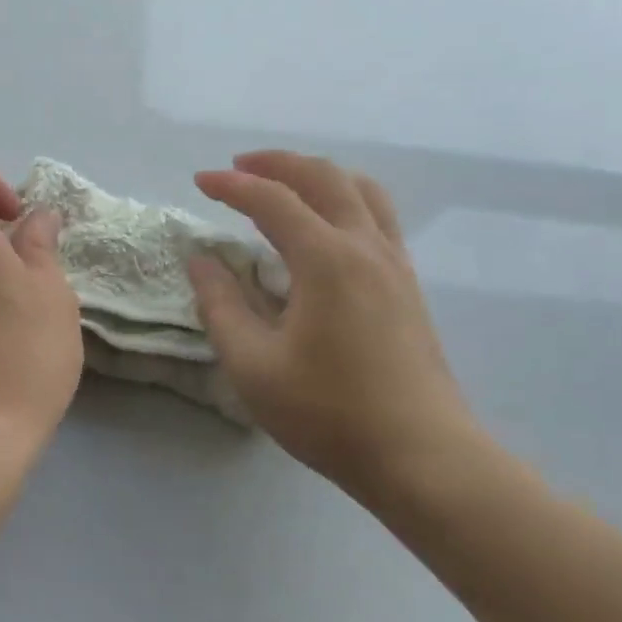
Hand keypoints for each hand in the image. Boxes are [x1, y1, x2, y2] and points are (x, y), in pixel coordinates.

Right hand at [187, 151, 479, 505]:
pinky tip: (325, 225)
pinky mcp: (408, 284)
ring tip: (284, 183)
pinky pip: (377, 215)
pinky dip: (344, 198)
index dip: (232, 185)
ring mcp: (395, 263)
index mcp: (326, 259)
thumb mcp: (253, 365)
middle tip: (238, 168)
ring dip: (316, 174)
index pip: (272, 200)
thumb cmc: (329, 413)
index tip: (199, 182)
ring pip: (360, 189)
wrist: (422, 457)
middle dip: (276, 163)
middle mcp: (365, 246)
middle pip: (323, 177)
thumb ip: (220, 305)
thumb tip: (201, 261)